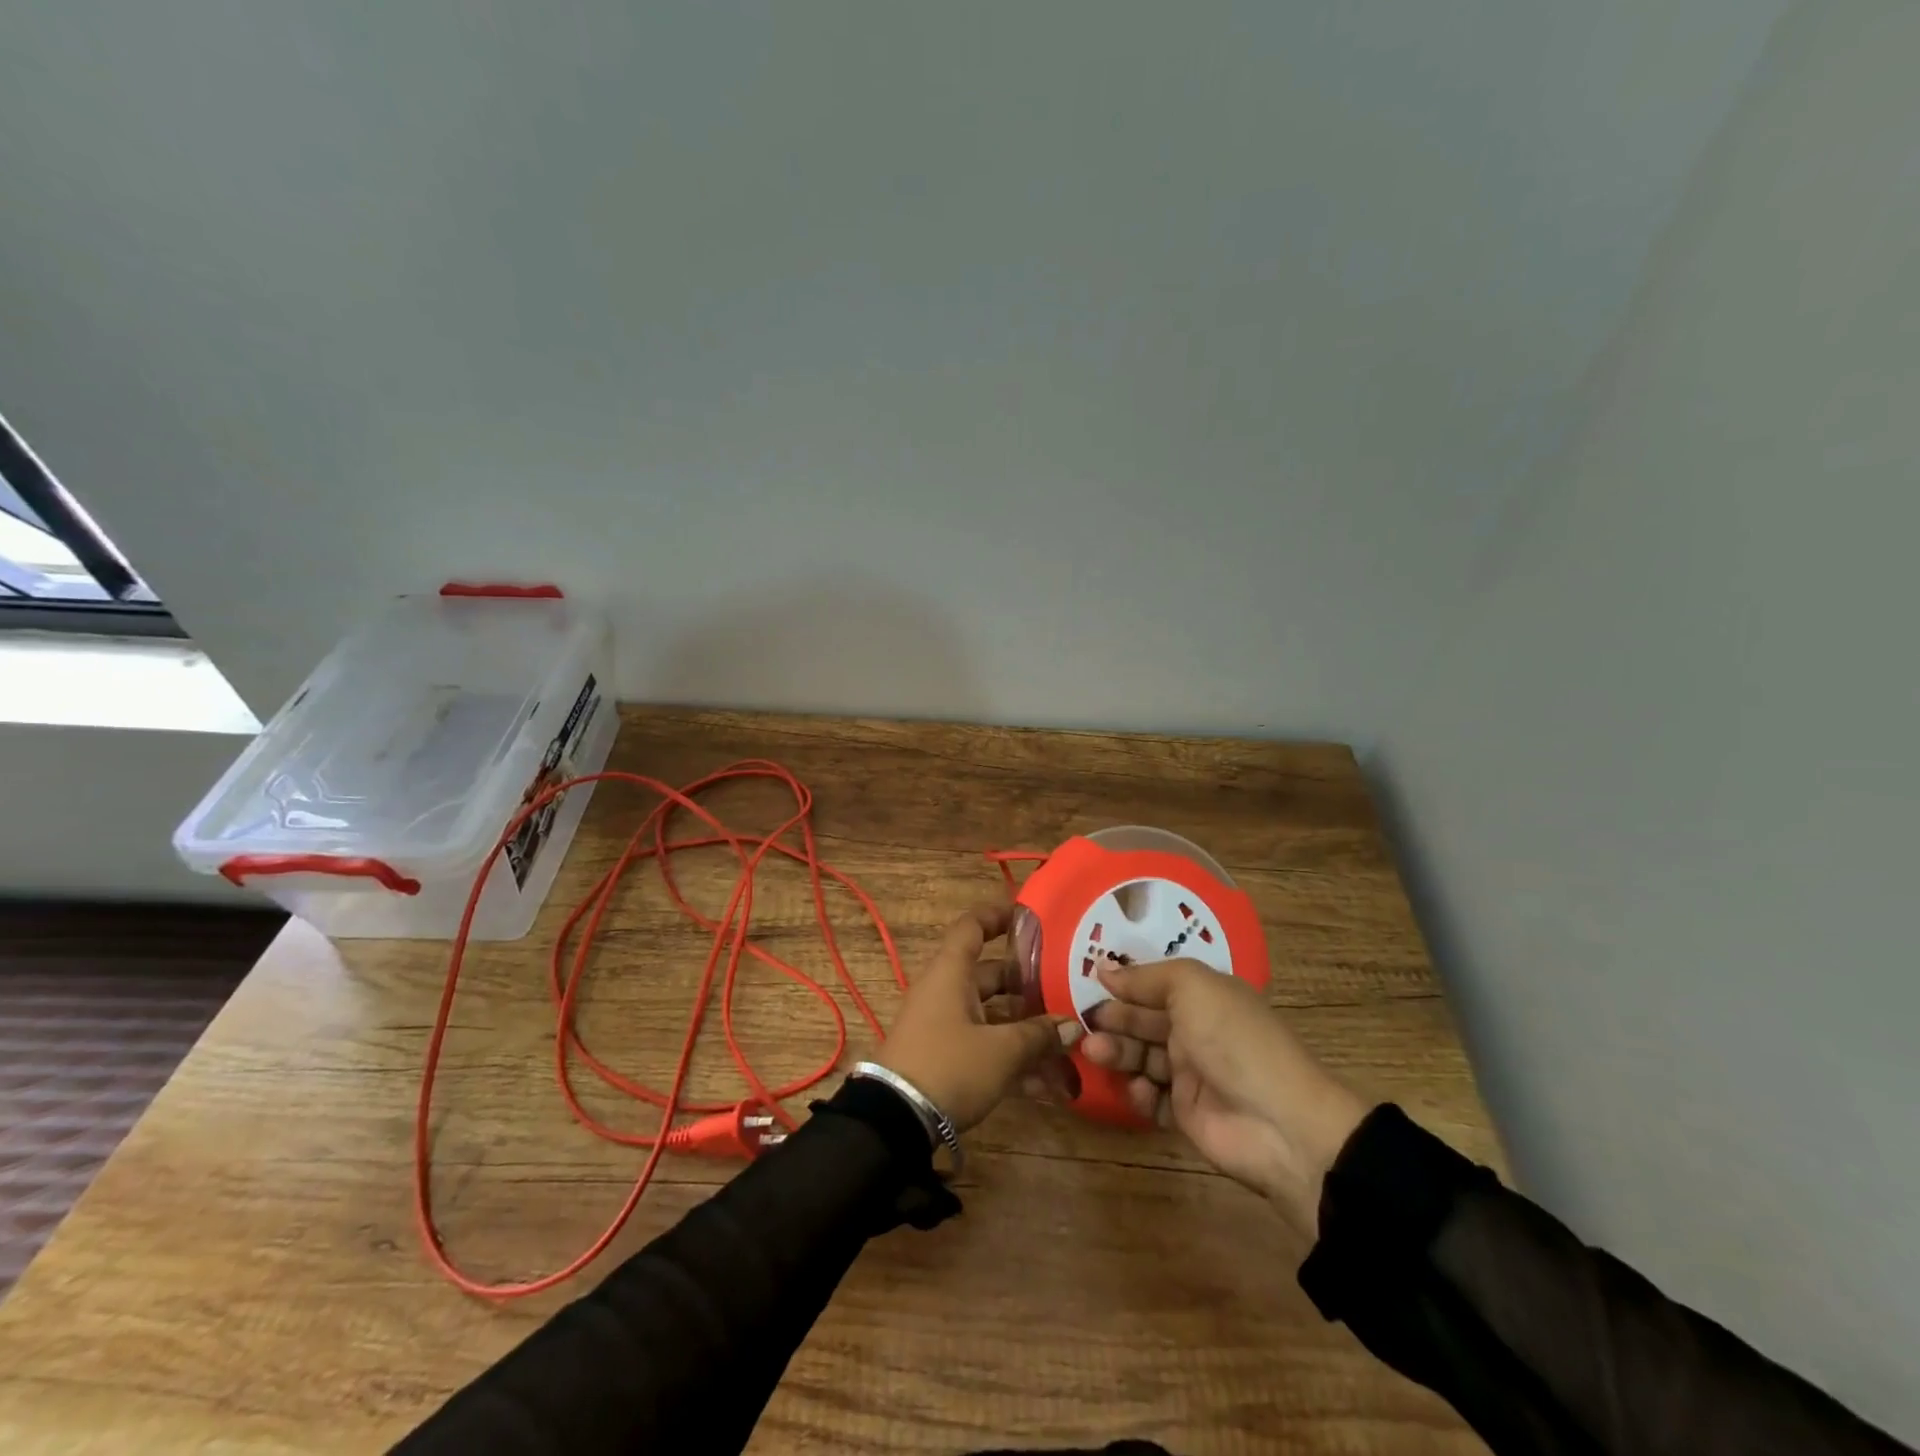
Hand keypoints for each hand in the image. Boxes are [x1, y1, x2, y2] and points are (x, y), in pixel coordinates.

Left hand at [875, 904, 1083, 1132]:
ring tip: (1065, 1042)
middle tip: (1065, 987)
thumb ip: (1038, 1035)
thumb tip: (1071, 1026)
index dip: (998, 915)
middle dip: (1028, 983)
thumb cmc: (949, 1066)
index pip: (972, 926)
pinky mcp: (944, 1057)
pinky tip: (1047, 1085)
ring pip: (991, 1014)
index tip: (1029, 916)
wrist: (895, 1122)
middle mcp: (946, 991)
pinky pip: (983, 1045)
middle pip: (990, 974)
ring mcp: (944, 1025)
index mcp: (951, 972)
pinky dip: (1010, 1057)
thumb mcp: (1001, 1051)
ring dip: (1025, 1028)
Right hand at [1083, 959, 1368, 1237]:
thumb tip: (1104, 968)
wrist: (1279, 1124)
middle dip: (1113, 1019)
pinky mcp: (1186, 1113)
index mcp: (1205, 997)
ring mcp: (1192, 1074)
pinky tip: (1137, 1088)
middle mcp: (1197, 1031)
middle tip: (1082, 1023)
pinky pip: (1151, 1097)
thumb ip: (1147, 977)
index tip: (1088, 982)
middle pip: (1144, 1020)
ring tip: (1094, 1052)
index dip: (1124, 983)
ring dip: (1117, 1052)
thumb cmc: (1233, 1040)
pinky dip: (1139, 1092)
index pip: (1155, 984)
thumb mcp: (1193, 988)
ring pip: (1142, 1057)